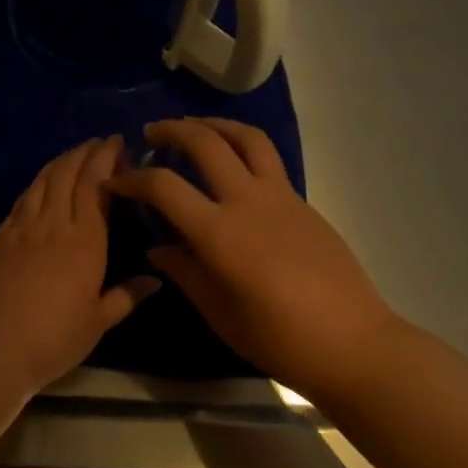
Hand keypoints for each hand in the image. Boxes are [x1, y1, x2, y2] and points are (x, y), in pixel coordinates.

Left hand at [0, 137, 160, 391]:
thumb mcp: (98, 322)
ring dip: (60, 162)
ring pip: (43, 181)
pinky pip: (22, 199)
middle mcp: (54, 224)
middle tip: (100, 143)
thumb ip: (127, 296)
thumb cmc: (54, 339)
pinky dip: (36, 183)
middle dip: (85, 153)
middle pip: (68, 175)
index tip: (118, 143)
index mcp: (85, 241)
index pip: (96, 185)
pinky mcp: (0, 236)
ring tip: (74, 154)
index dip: (106, 159)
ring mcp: (23, 227)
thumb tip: (156, 280)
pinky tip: (42, 183)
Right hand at [107, 118, 395, 398]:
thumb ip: (184, 272)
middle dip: (171, 130)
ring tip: (193, 127)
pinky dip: (241, 146)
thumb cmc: (278, 338)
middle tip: (150, 134)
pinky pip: (267, 159)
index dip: (131, 179)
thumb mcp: (218, 312)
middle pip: (204, 143)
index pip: (163, 186)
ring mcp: (280, 197)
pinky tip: (230, 164)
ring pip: (245, 138)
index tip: (113, 182)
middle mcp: (247, 201)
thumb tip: (158, 248)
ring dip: (213, 124)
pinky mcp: (302, 202)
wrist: (354, 344)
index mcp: (219, 233)